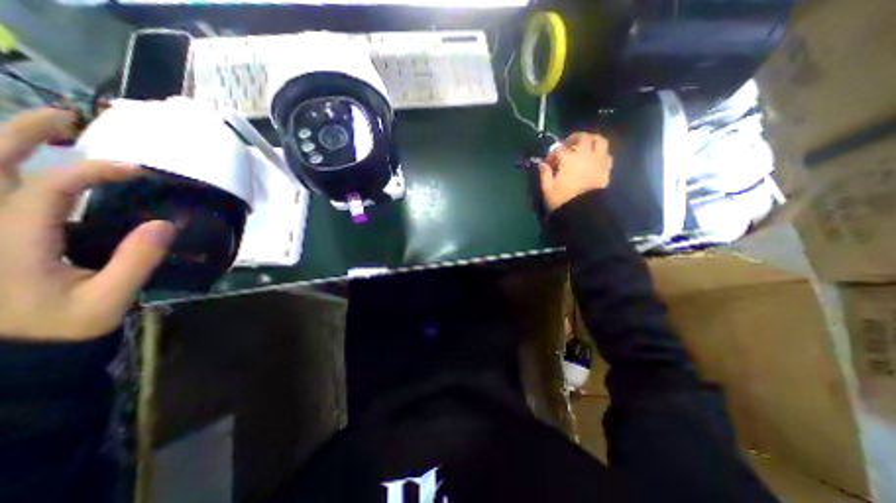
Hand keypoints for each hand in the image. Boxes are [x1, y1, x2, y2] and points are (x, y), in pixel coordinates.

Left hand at [0, 106, 173, 338]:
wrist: (2, 352)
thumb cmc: (58, 326)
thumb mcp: (108, 299)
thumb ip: (136, 261)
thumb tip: (165, 225)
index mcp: (10, 240)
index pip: (48, 187)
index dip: (94, 171)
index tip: (138, 169)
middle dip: (23, 133)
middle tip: (70, 118)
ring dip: (6, 143)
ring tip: (52, 129)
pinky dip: (2, 169)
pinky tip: (28, 163)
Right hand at [535, 132, 612, 212]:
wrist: (583, 212)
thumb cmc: (562, 201)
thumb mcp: (547, 189)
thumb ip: (544, 174)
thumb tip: (542, 164)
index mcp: (568, 159)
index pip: (559, 148)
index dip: (552, 153)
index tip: (549, 162)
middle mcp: (585, 155)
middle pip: (583, 137)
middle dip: (574, 138)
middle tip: (568, 145)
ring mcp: (597, 161)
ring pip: (599, 141)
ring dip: (591, 140)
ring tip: (584, 147)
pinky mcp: (606, 169)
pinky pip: (606, 154)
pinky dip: (600, 153)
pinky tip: (594, 159)